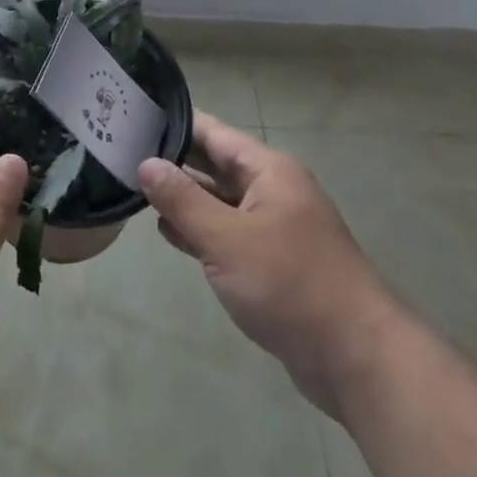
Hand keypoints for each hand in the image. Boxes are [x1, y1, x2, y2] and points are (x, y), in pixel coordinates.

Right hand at [139, 113, 394, 411]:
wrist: (356, 358)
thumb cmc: (290, 285)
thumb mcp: (227, 239)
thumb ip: (183, 200)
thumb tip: (146, 164)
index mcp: (268, 171)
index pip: (212, 133)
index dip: (173, 125)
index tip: (130, 119)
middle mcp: (272, 190)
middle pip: (213, 165)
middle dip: (172, 162)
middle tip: (120, 155)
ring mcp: (273, 227)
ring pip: (218, 201)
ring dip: (182, 198)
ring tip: (132, 189)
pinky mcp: (271, 262)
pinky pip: (227, 233)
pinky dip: (199, 230)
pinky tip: (166, 232)